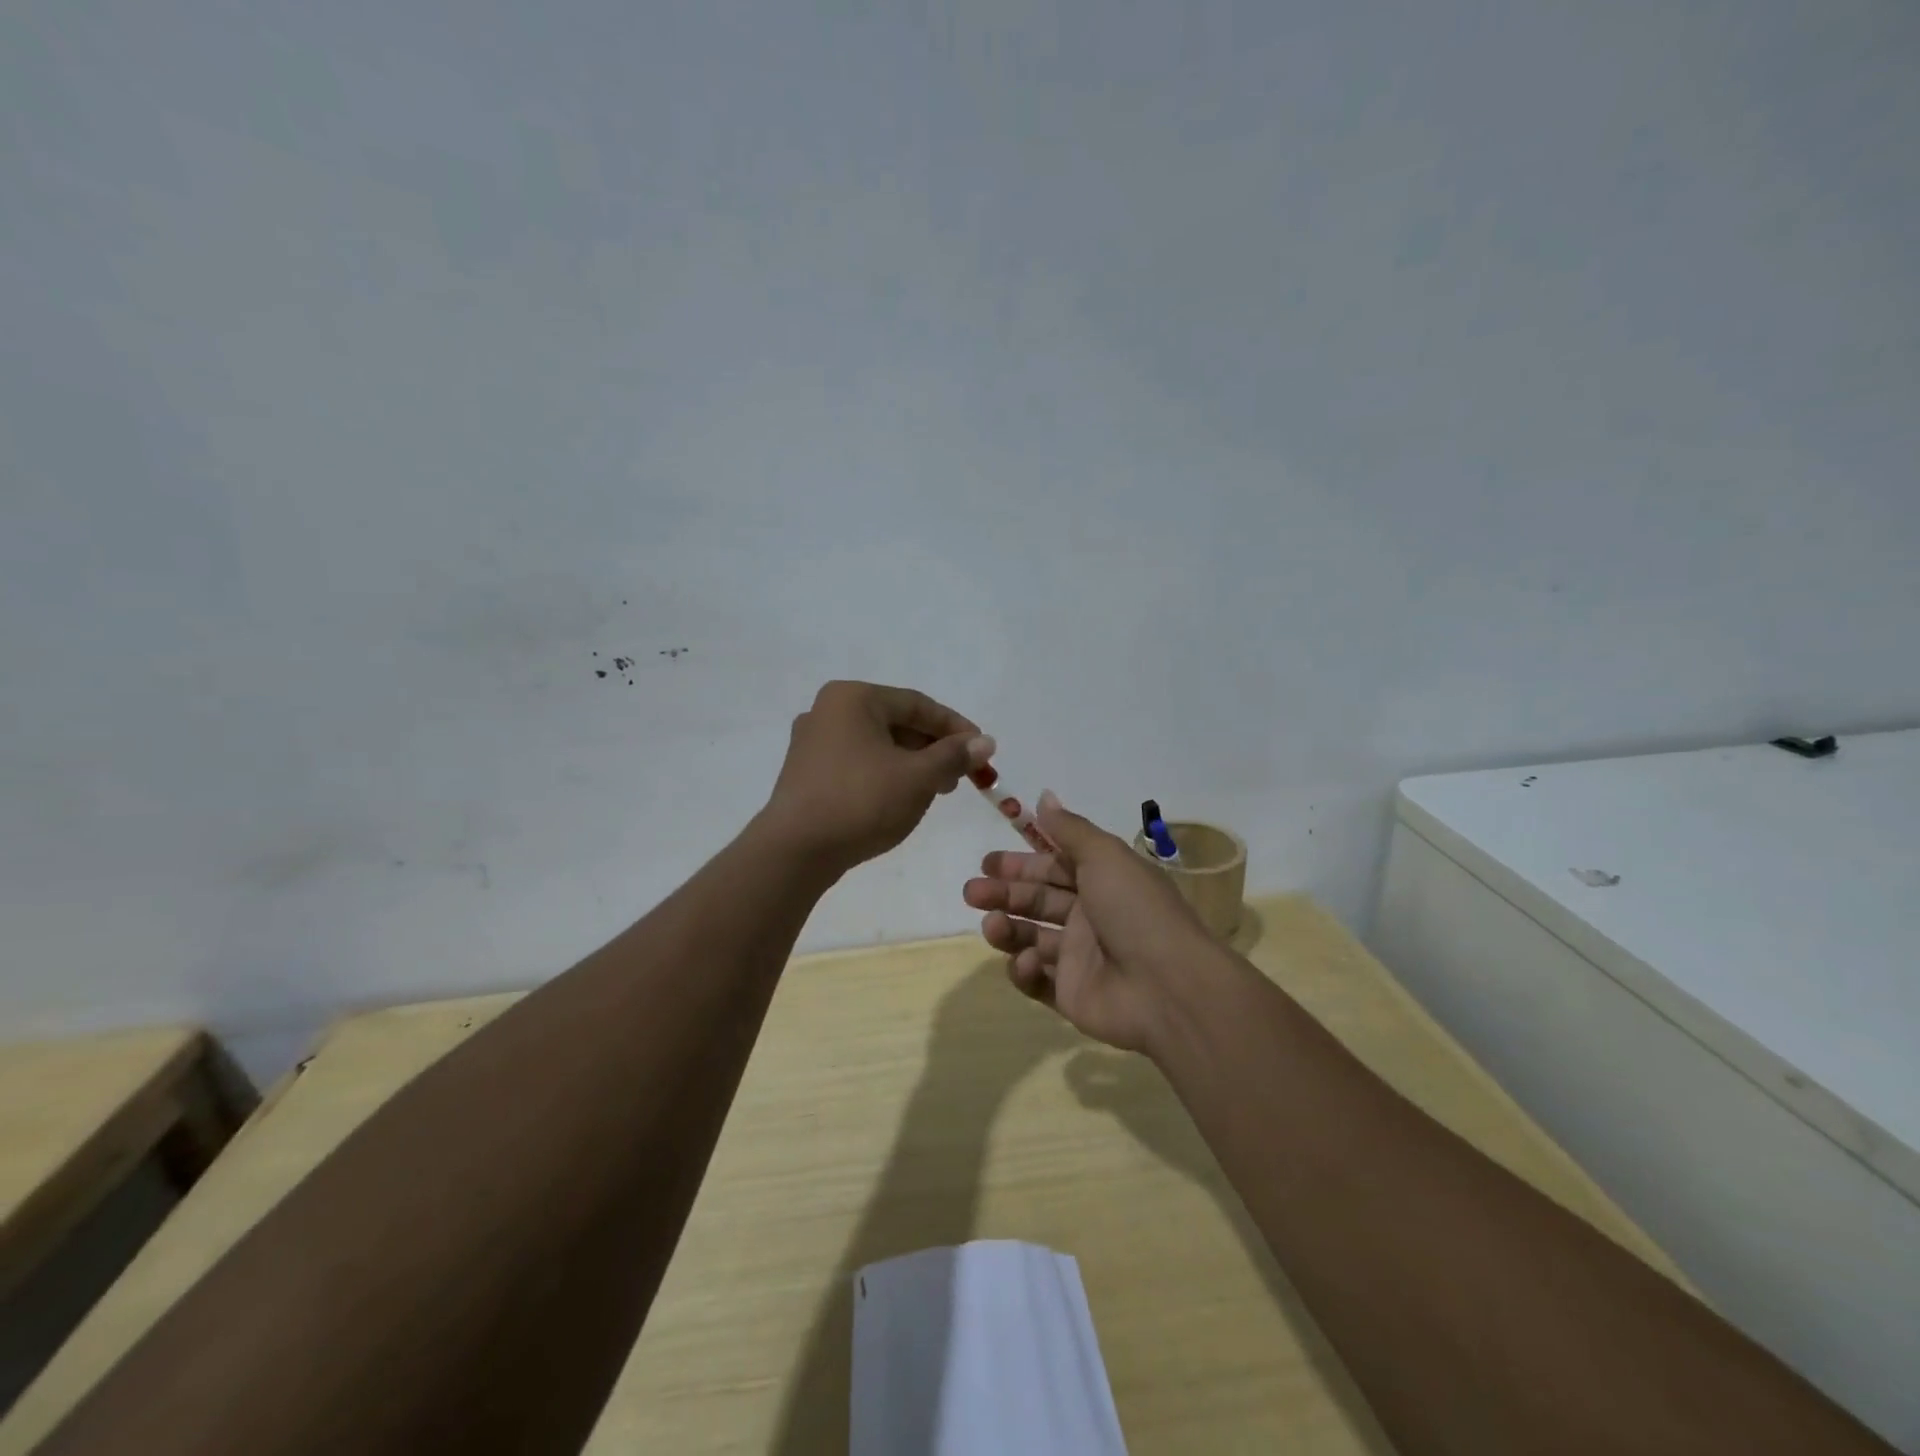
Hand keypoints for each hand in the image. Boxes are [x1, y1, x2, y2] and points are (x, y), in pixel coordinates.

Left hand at [760, 681, 991, 876]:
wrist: (795, 851)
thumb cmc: (861, 801)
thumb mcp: (918, 777)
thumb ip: (954, 756)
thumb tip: (985, 742)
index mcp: (853, 698)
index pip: (918, 704)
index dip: (956, 727)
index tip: (983, 751)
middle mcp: (828, 711)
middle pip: (897, 722)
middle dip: (934, 748)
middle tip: (962, 776)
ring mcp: (813, 742)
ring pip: (878, 745)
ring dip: (912, 764)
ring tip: (936, 791)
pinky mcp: (807, 772)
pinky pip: (858, 763)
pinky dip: (886, 775)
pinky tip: (901, 799)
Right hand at [962, 792, 1221, 1053]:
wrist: (1167, 986)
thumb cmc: (1135, 910)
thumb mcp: (1105, 856)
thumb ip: (1069, 829)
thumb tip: (1044, 797)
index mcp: (1102, 881)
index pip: (1053, 867)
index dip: (1021, 863)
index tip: (987, 861)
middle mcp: (1090, 916)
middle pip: (1037, 900)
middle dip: (1003, 894)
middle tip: (973, 892)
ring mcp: (1080, 958)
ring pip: (1031, 937)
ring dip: (1007, 928)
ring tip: (991, 924)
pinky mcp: (1071, 995)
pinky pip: (1038, 980)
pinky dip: (1025, 970)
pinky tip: (1026, 960)